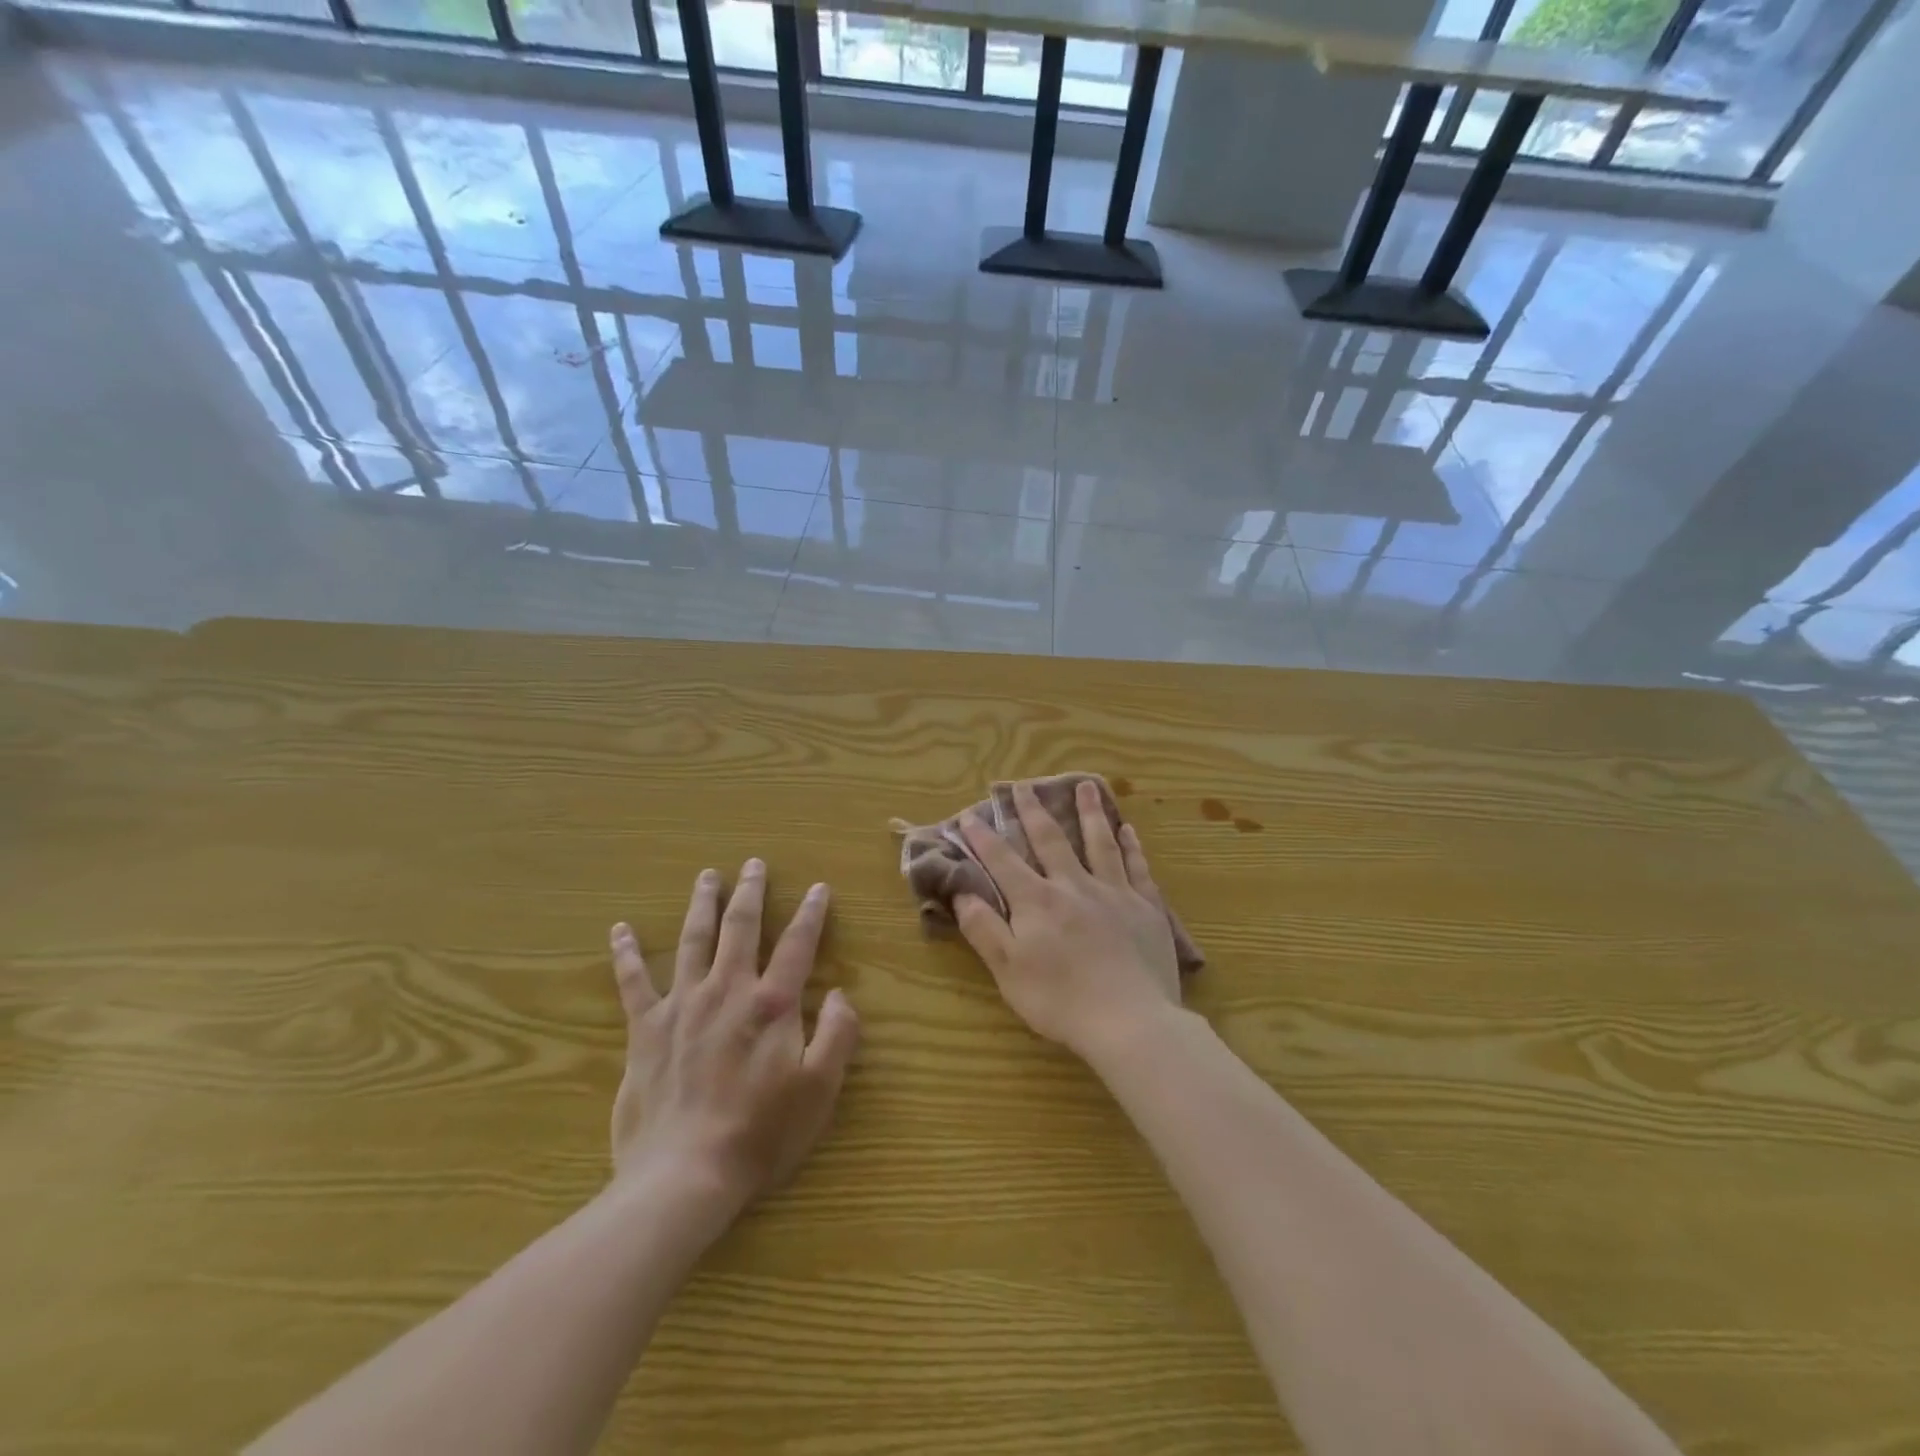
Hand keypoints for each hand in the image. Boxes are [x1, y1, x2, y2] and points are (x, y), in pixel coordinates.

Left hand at [607, 860, 859, 1214]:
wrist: (684, 1176)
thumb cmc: (760, 1134)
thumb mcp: (819, 1089)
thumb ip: (837, 1034)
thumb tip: (839, 993)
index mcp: (772, 1004)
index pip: (798, 944)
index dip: (812, 913)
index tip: (819, 888)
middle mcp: (728, 990)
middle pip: (741, 927)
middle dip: (751, 892)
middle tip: (754, 864)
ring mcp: (682, 1005)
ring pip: (694, 940)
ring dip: (702, 904)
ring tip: (707, 876)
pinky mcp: (646, 1029)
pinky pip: (633, 982)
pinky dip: (626, 953)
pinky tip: (620, 929)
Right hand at [953, 780, 1181, 1062]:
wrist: (1130, 1021)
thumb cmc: (1060, 1001)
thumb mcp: (1008, 971)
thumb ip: (984, 928)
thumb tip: (961, 892)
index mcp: (1037, 901)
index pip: (1003, 860)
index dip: (983, 837)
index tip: (969, 815)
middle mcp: (1074, 885)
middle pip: (1051, 839)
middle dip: (1033, 810)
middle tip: (1023, 785)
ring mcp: (1114, 893)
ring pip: (1099, 842)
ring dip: (1089, 812)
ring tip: (1085, 785)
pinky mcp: (1146, 907)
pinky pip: (1137, 867)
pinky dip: (1131, 846)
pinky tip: (1128, 830)